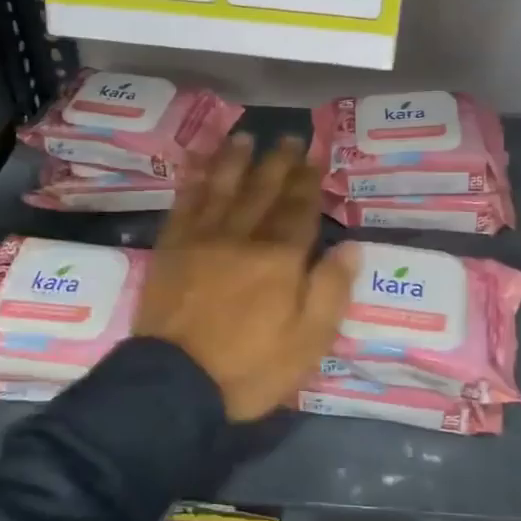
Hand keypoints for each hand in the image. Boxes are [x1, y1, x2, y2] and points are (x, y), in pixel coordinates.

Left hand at [135, 134, 357, 422]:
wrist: (175, 384)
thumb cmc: (250, 367)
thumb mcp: (309, 341)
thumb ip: (331, 290)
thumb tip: (350, 246)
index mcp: (280, 259)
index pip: (299, 210)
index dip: (309, 181)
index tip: (315, 155)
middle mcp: (242, 237)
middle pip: (263, 191)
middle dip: (278, 162)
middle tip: (289, 137)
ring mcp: (201, 239)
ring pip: (222, 188)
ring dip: (235, 160)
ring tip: (244, 137)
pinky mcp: (170, 249)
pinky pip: (184, 204)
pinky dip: (192, 181)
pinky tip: (196, 166)